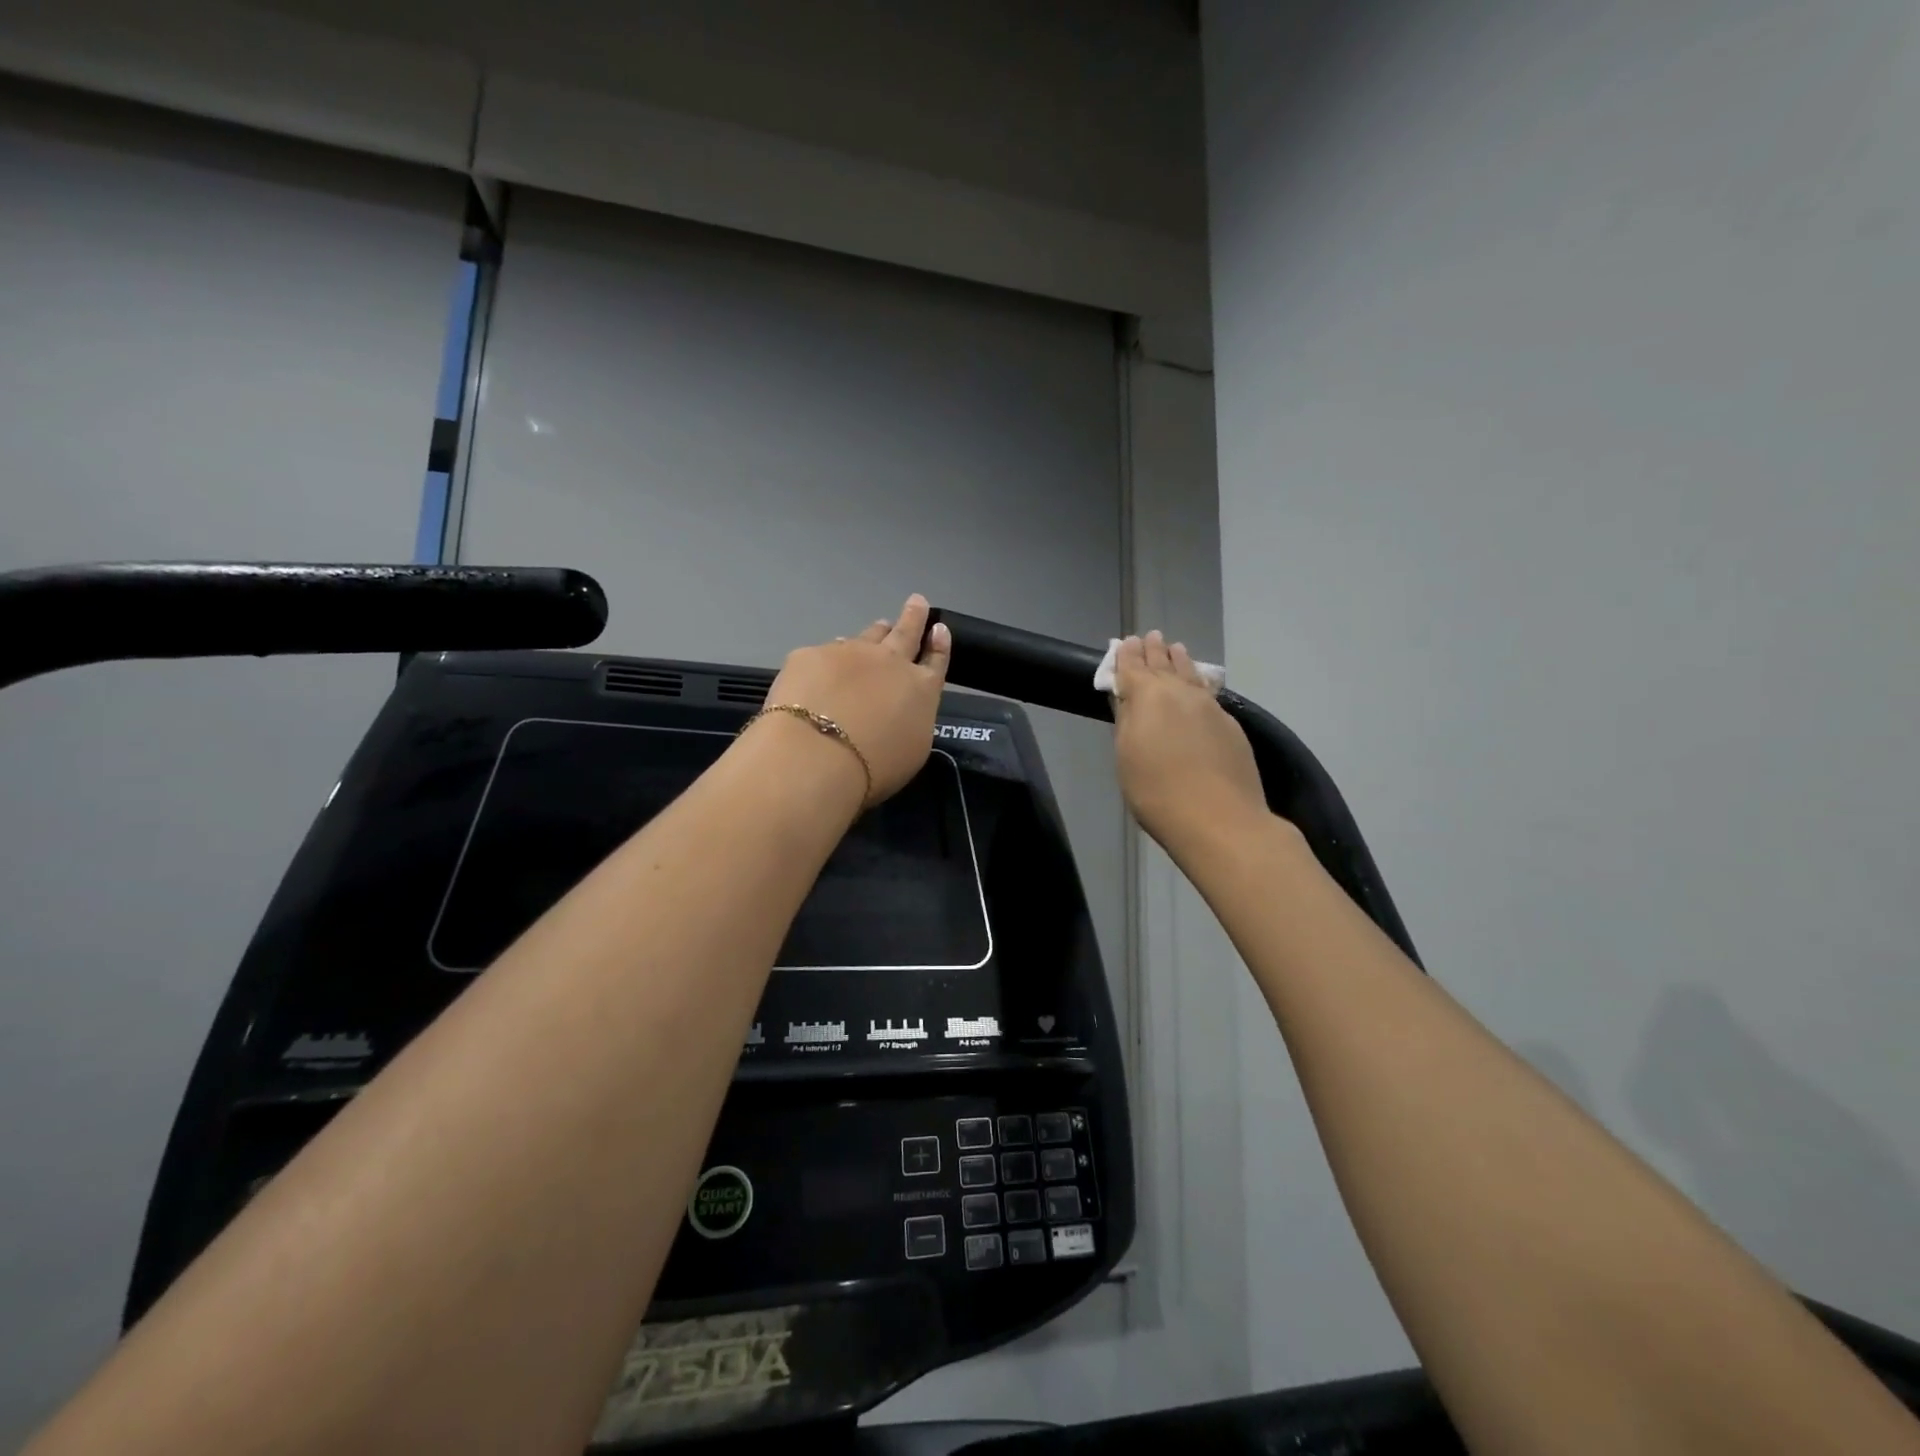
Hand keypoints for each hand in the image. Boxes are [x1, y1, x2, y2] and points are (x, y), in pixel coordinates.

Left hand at [760, 594, 951, 805]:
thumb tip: (898, 709)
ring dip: (876, 632)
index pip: (936, 661)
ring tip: (879, 626)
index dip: (939, 644)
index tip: (939, 628)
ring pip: (867, 636)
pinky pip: (826, 651)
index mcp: (921, 689)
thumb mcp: (911, 751)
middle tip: (918, 601)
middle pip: (906, 633)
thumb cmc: (873, 767)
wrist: (817, 754)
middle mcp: (890, 663)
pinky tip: (825, 662)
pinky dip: (832, 656)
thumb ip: (910, 721)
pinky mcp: (811, 655)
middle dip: (914, 617)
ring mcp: (850, 653)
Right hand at [1112, 630, 1267, 850]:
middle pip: (1164, 664)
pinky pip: (1208, 693)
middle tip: (1150, 637)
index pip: (1132, 667)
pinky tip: (1198, 686)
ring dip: (1180, 660)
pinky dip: (1198, 682)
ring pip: (1191, 674)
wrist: (1218, 819)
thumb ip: (1126, 721)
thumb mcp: (1127, 756)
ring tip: (1176, 649)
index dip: (1126, 655)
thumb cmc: (1156, 791)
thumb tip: (1125, 696)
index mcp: (1148, 696)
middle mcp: (1180, 692)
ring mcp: (1210, 706)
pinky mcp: (1231, 725)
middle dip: (1154, 651)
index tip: (1125, 642)